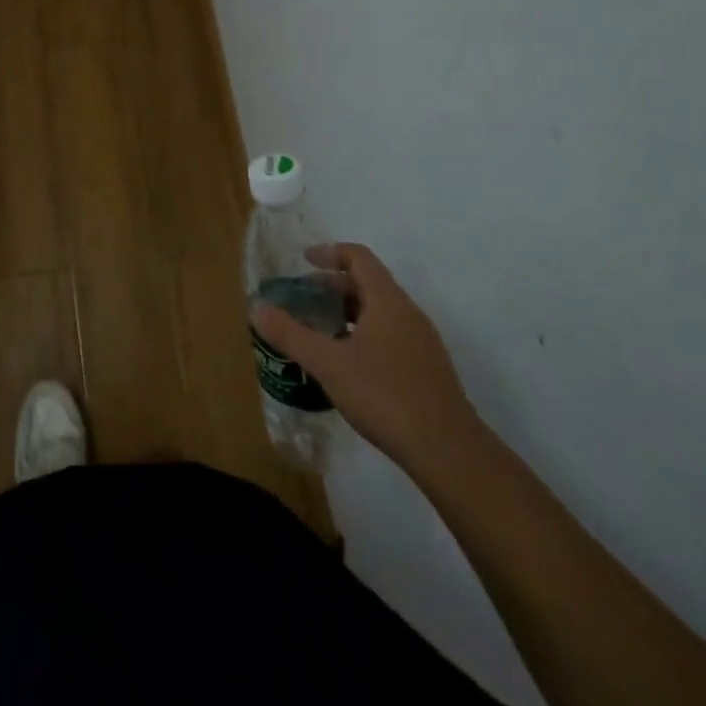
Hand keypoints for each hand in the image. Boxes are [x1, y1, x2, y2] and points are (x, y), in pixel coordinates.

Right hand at [251, 243, 478, 474]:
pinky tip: (347, 363)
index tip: (303, 261)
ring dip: (349, 312)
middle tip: (304, 299)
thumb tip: (257, 309)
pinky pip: (391, 335)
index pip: (359, 258)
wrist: (448, 452)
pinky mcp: (427, 369)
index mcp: (387, 301)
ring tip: (320, 330)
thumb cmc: (385, 395)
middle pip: (369, 283)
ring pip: (381, 311)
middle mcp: (408, 314)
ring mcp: (422, 343)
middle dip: (334, 285)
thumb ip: (291, 334)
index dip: (330, 252)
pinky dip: (364, 334)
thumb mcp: (328, 364)